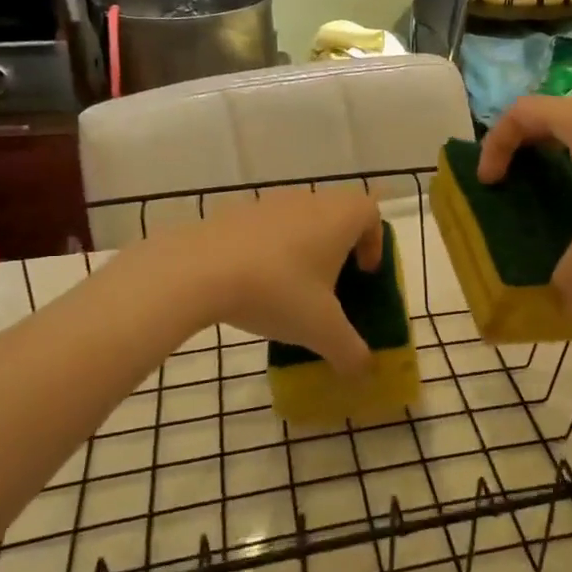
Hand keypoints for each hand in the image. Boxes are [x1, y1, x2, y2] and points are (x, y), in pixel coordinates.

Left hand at [170, 189, 383, 374]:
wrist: (197, 271)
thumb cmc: (277, 292)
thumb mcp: (321, 331)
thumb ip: (350, 352)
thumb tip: (364, 371)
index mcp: (339, 217)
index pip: (370, 213)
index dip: (374, 242)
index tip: (364, 274)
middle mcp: (308, 200)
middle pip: (335, 215)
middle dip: (339, 249)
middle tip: (331, 287)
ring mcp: (268, 203)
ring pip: (299, 221)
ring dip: (303, 250)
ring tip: (290, 291)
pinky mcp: (233, 213)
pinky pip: (265, 230)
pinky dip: (269, 252)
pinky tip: (254, 286)